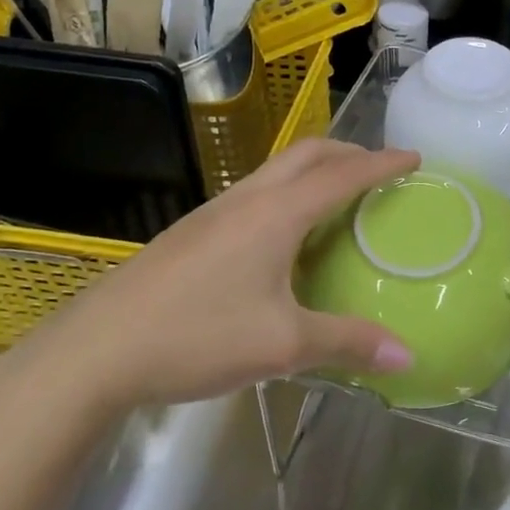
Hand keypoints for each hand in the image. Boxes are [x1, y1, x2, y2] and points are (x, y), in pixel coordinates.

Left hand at [8, 140, 419, 419]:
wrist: (93, 351)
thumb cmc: (196, 336)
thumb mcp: (282, 345)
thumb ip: (348, 343)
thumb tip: (407, 356)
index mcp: (276, 213)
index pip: (343, 174)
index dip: (383, 163)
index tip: (415, 158)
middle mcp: (248, 199)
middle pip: (307, 154)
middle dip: (349, 153)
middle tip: (380, 171)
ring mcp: (214, 213)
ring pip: (277, 170)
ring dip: (315, 171)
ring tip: (339, 199)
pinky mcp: (193, 232)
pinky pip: (256, 193)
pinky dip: (288, 194)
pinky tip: (286, 237)